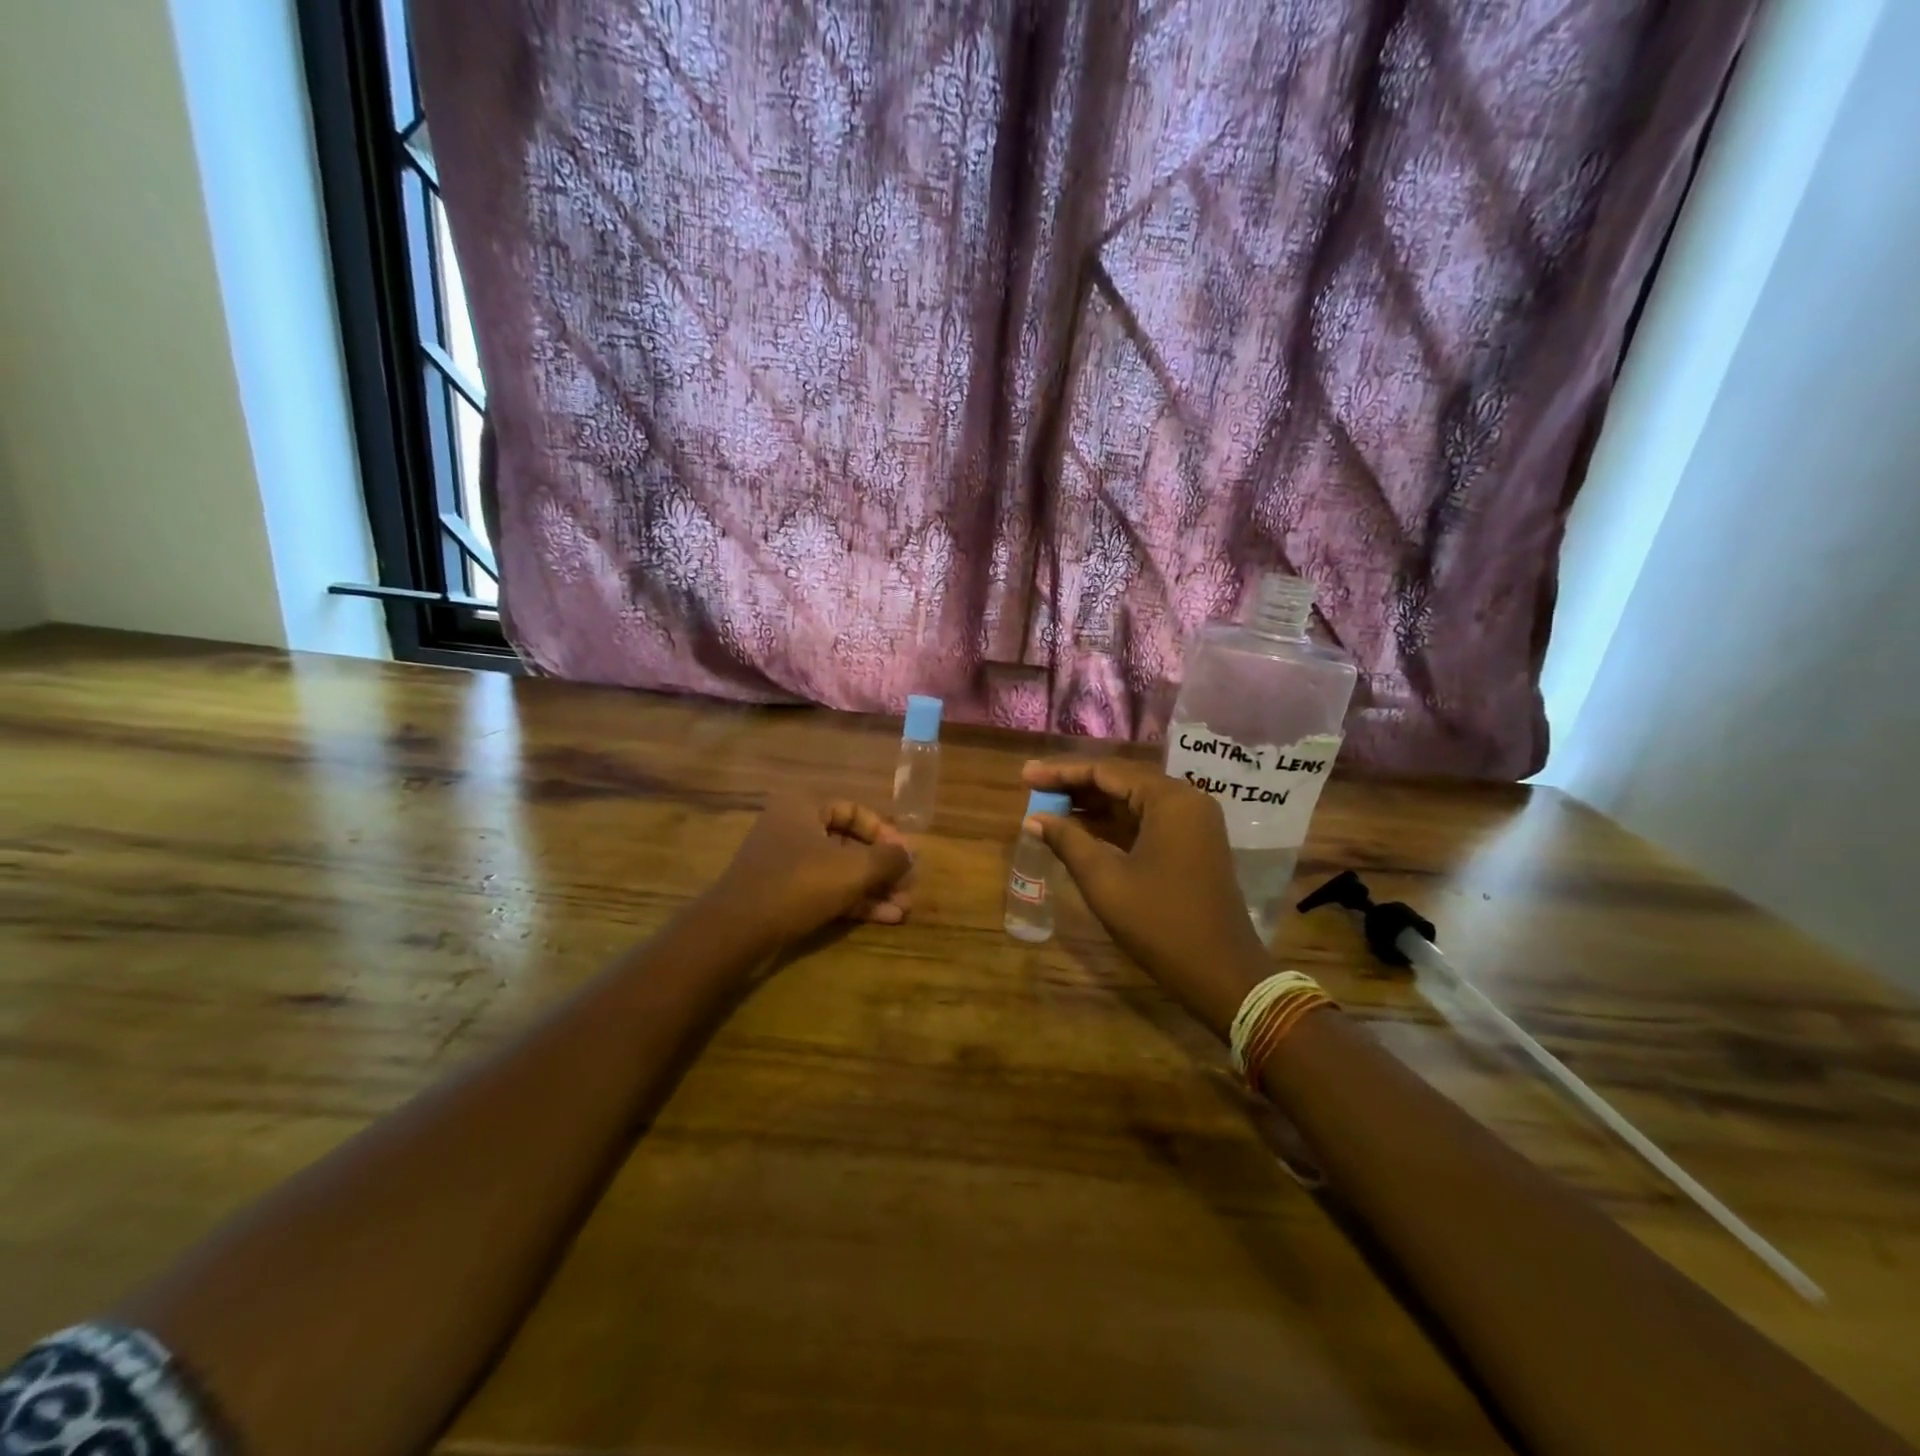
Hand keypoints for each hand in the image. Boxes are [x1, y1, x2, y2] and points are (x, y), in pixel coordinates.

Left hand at [709, 796, 912, 949]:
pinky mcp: (782, 894)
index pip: (855, 810)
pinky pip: (825, 890)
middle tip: (908, 888)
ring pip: (839, 871)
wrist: (736, 931)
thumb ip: (888, 859)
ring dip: (872, 889)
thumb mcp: (853, 869)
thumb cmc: (798, 884)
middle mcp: (792, 827)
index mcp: (803, 806)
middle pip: (849, 843)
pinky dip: (853, 902)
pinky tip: (884, 918)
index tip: (906, 857)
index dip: (885, 833)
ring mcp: (785, 862)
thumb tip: (911, 854)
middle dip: (882, 869)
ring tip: (903, 910)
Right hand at [1022, 757, 1270, 1039]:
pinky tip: (1079, 831)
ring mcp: (1193, 824)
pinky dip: (1112, 825)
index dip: (1062, 773)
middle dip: (1075, 786)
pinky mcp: (1192, 845)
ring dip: (1092, 806)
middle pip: (1121, 780)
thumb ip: (1068, 841)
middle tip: (1033, 788)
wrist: (1221, 974)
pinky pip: (1146, 822)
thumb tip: (1034, 819)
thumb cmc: (1160, 924)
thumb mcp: (1105, 881)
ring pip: (1133, 802)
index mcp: (1170, 800)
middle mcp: (1186, 801)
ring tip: (1048, 808)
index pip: (1106, 771)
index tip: (1026, 776)